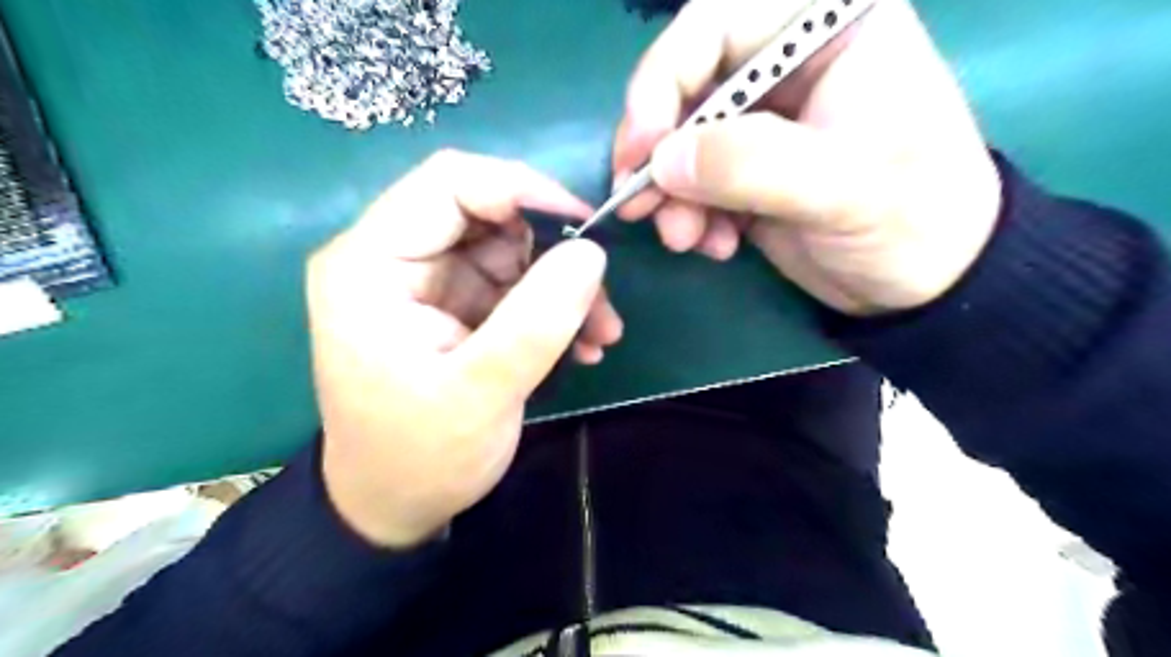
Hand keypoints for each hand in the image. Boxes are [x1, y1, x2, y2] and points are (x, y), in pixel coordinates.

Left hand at [307, 153, 621, 546]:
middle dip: (552, 250)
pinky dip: (550, 307)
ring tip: (600, 334)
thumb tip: (592, 253)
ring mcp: (425, 282)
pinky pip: (512, 284)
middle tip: (600, 298)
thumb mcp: (482, 394)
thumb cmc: (420, 456)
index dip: (523, 190)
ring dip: (561, 285)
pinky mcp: (451, 306)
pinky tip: (581, 344)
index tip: (586, 227)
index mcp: (370, 264)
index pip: (449, 183)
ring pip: (509, 249)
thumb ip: (538, 320)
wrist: (393, 506)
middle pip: (485, 213)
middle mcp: (392, 258)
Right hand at [609, 0, 999, 316]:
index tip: (644, 147)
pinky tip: (715, 245)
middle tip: (640, 206)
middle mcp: (786, 67)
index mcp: (825, 31)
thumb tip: (662, 160)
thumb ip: (751, 164)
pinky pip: (694, 184)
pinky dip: (691, 216)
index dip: (664, 78)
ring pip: (682, 142)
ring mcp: (763, 124)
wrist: (928, 281)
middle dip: (660, 152)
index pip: (716, 23)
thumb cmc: (913, 218)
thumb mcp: (841, 188)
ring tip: (684, 239)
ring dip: (671, 195)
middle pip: (686, 86)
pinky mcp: (747, 172)